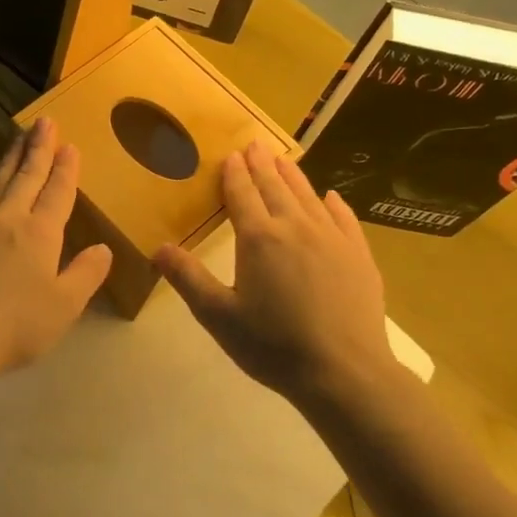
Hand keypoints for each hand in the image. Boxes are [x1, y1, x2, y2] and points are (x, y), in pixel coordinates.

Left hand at [0, 117, 113, 391]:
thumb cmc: (15, 325)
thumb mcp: (65, 306)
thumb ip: (86, 274)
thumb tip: (103, 249)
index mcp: (40, 233)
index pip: (57, 192)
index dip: (65, 168)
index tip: (69, 145)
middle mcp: (6, 220)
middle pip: (25, 177)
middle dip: (37, 149)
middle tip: (44, 122)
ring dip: (7, 163)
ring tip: (15, 142)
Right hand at [156, 141, 397, 409]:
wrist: (343, 371)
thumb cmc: (273, 345)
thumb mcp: (219, 316)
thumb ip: (188, 278)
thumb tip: (157, 247)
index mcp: (259, 238)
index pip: (243, 195)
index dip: (235, 174)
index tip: (231, 155)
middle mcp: (296, 227)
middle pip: (276, 188)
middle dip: (262, 165)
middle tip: (255, 145)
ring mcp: (332, 239)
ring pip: (308, 197)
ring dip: (293, 176)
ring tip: (283, 159)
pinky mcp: (359, 255)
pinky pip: (344, 218)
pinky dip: (332, 204)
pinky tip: (330, 198)